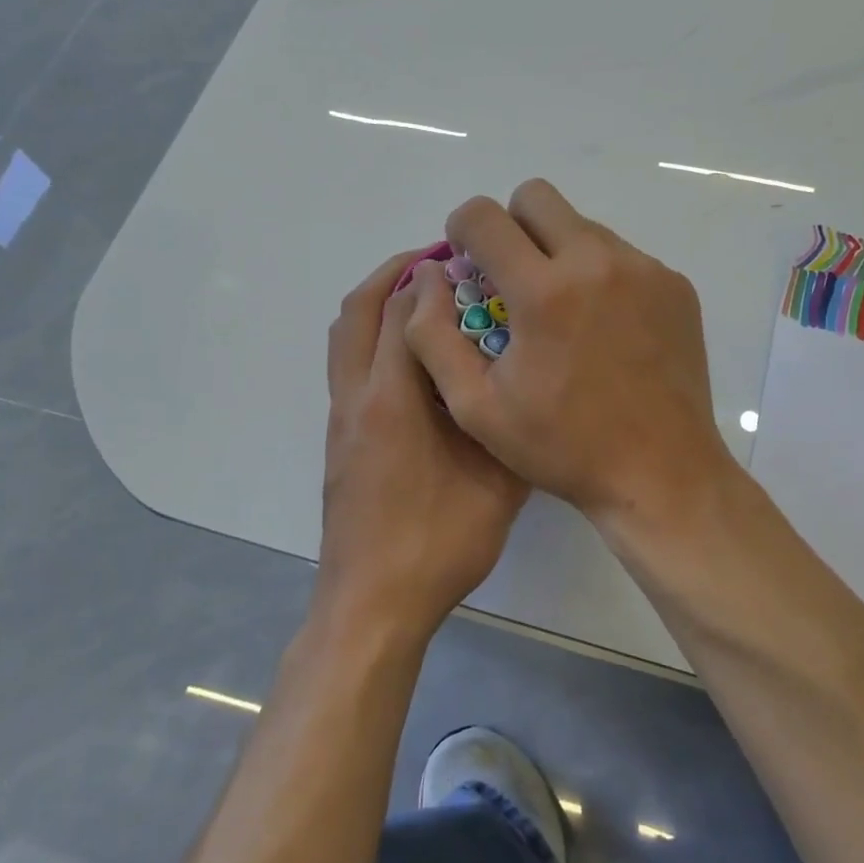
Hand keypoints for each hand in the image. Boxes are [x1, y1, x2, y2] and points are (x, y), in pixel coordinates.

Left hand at [319, 250, 529, 641]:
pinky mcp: (339, 440)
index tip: (461, 258)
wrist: (372, 604)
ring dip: (375, 303)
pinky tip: (412, 356)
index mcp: (395, 400)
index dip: (431, 277)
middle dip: (393, 275)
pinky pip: (347, 365)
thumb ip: (508, 425)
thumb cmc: (438, 544)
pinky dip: (370, 337)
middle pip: (359, 311)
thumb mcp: (497, 486)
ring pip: (344, 337)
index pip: (405, 314)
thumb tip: (524, 383)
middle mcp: (358, 398)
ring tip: (419, 296)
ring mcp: (341, 420)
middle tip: (435, 260)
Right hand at [403, 180, 737, 527]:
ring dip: (558, 251)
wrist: (661, 473)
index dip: (462, 229)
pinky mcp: (675, 285)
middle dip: (511, 226)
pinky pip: (622, 255)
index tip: (468, 262)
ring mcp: (644, 269)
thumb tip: (430, 277)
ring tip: (562, 312)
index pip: (484, 216)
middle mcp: (597, 262)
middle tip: (512, 277)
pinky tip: (604, 328)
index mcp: (544, 291)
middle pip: (537, 197)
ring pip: (582, 225)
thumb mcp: (476, 407)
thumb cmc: (562, 445)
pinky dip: (601, 275)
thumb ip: (433, 335)